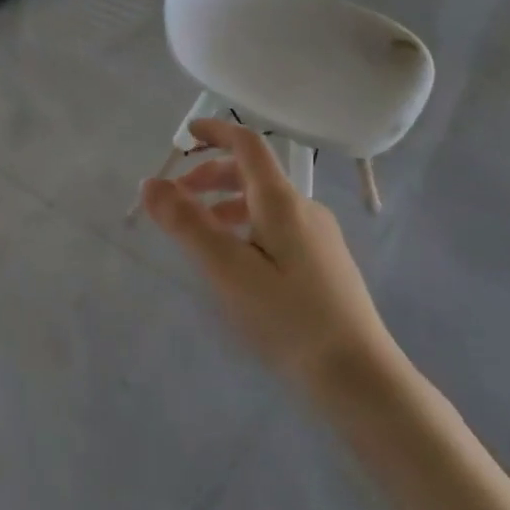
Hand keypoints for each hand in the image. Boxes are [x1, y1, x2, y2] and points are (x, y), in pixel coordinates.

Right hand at [140, 119, 402, 399]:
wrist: (358, 377)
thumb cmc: (286, 318)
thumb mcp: (226, 269)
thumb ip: (186, 223)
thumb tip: (151, 183)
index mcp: (282, 201)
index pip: (248, 145)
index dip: (216, 132)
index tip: (186, 134)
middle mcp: (304, 209)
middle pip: (253, 174)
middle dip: (211, 177)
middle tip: (177, 199)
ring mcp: (319, 237)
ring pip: (264, 204)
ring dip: (226, 205)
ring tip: (199, 236)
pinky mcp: (325, 264)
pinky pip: (277, 228)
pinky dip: (245, 227)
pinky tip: (237, 264)